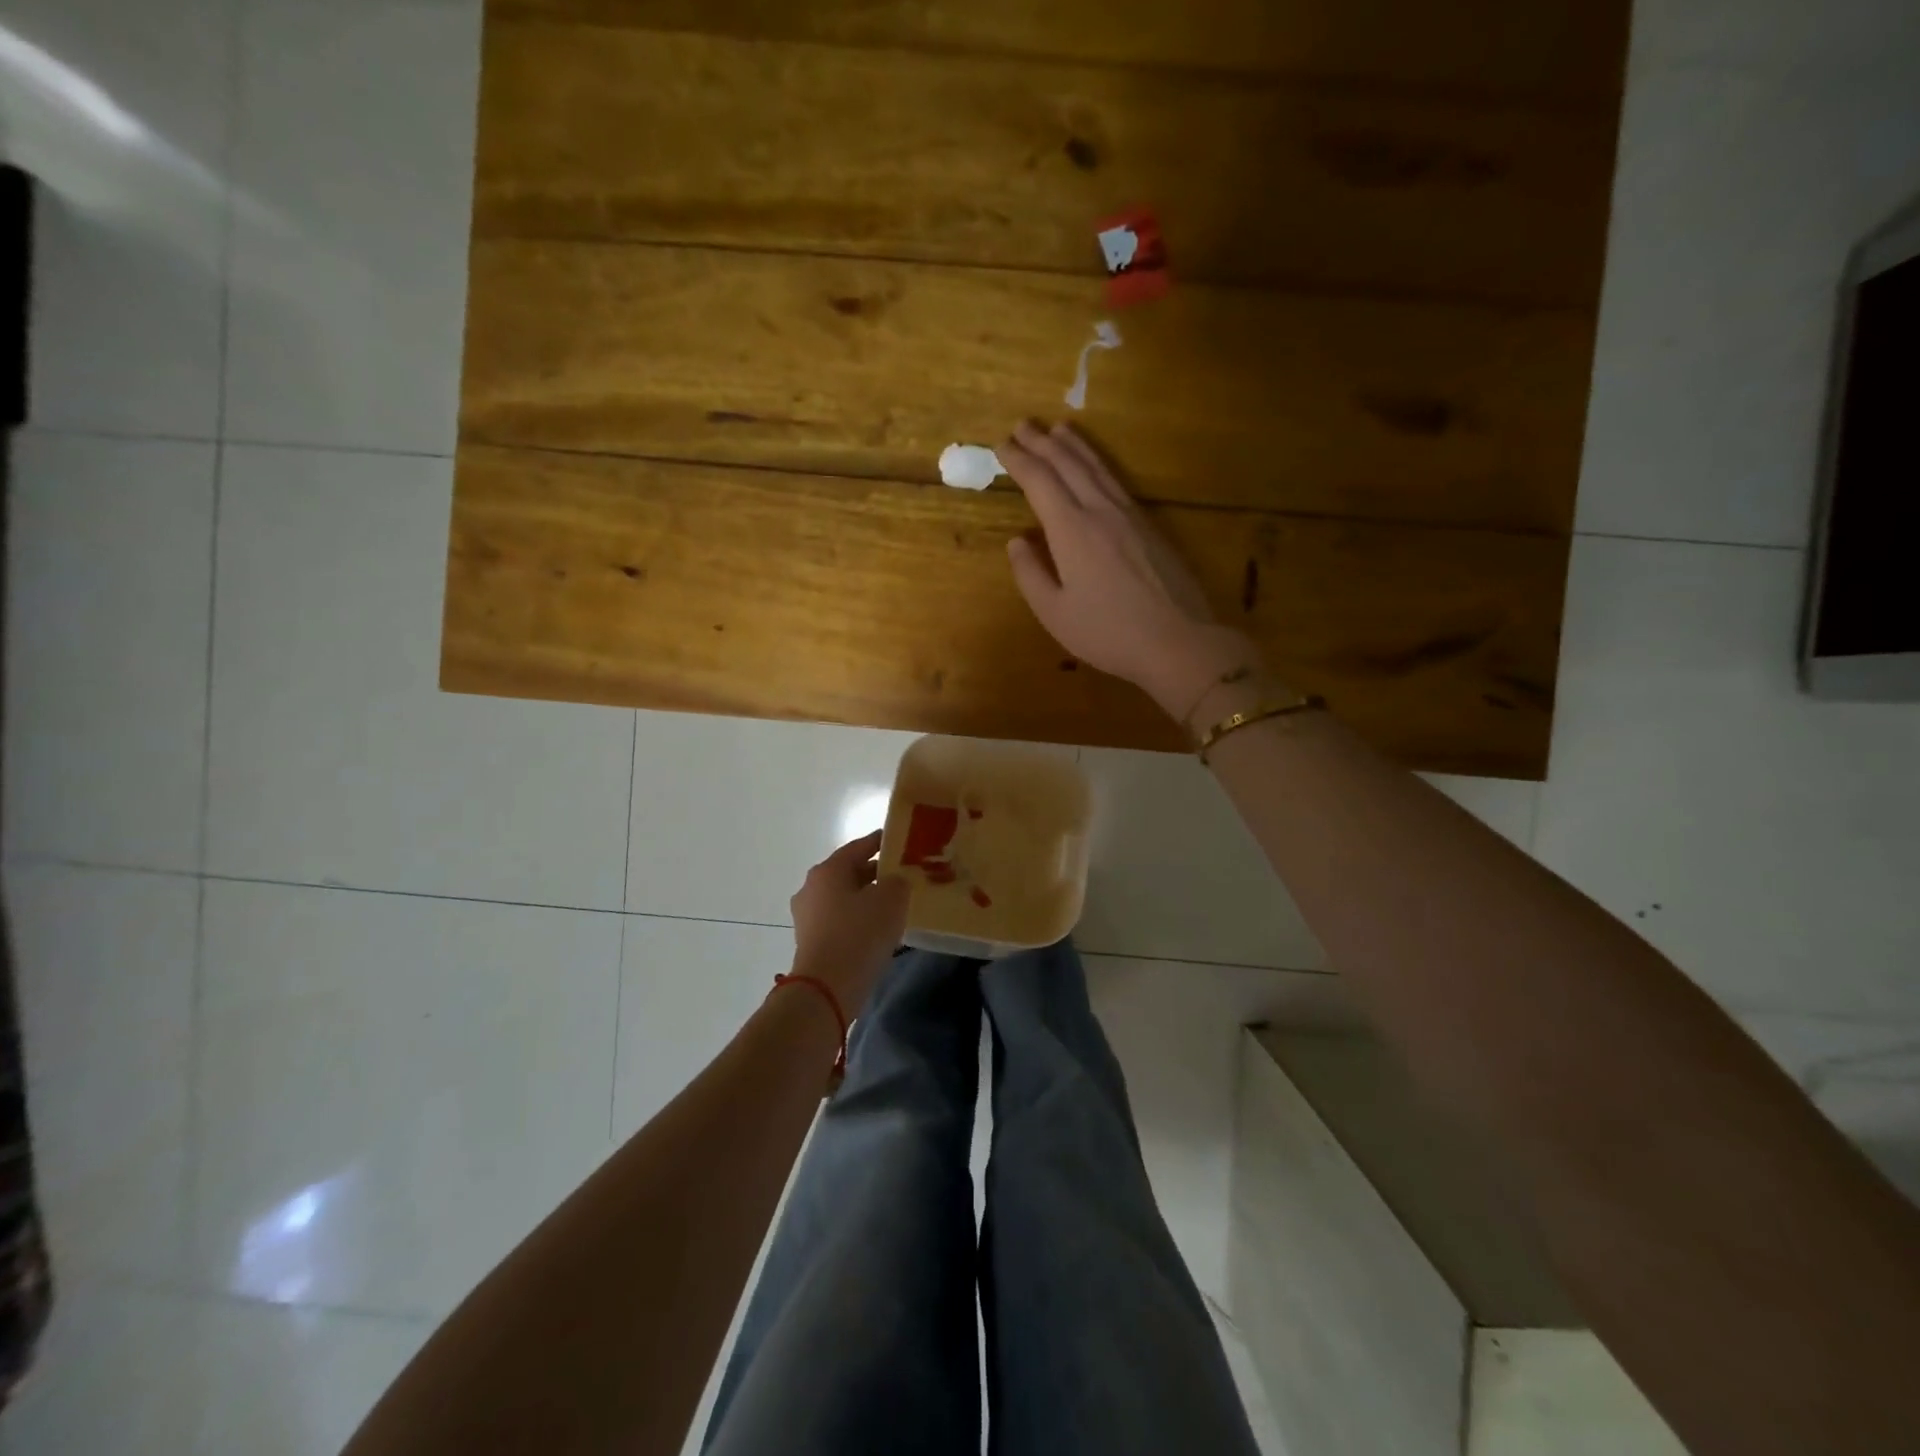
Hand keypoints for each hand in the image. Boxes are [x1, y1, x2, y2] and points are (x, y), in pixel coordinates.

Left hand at [789, 831, 909, 1012]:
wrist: (827, 988)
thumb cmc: (860, 934)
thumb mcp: (891, 900)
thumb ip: (898, 882)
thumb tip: (894, 881)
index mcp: (829, 869)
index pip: (860, 846)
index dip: (882, 842)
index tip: (900, 841)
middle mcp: (812, 887)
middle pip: (850, 872)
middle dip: (876, 873)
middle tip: (903, 876)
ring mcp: (807, 915)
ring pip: (844, 897)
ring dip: (867, 898)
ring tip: (895, 905)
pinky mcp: (810, 940)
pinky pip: (840, 920)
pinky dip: (858, 919)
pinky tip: (878, 930)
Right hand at [1000, 421, 1262, 718]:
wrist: (1178, 640)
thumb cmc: (1108, 632)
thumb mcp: (1054, 613)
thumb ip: (1030, 574)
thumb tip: (1017, 541)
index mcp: (1071, 530)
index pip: (1040, 482)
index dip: (1018, 460)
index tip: (1001, 445)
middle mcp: (1100, 511)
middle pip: (1068, 464)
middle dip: (1042, 442)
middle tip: (1022, 425)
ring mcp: (1129, 515)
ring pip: (1096, 467)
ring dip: (1073, 445)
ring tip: (1057, 429)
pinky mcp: (1150, 525)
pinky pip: (1116, 481)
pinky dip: (1098, 463)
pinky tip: (1095, 465)